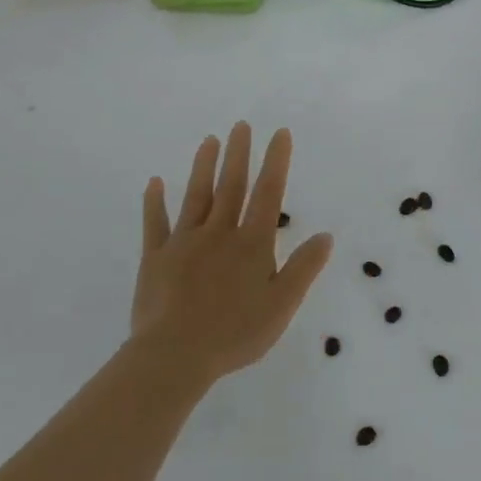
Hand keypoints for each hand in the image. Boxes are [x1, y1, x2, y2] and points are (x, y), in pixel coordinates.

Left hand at [132, 122, 333, 383]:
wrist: (175, 355)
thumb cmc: (235, 333)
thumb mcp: (282, 305)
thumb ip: (304, 268)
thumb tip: (325, 235)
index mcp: (252, 244)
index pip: (268, 194)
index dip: (276, 162)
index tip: (279, 133)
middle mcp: (219, 234)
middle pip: (231, 187)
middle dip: (239, 154)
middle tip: (241, 125)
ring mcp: (184, 243)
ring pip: (196, 197)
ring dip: (203, 167)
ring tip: (209, 140)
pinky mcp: (156, 258)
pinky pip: (155, 224)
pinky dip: (154, 202)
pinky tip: (155, 182)